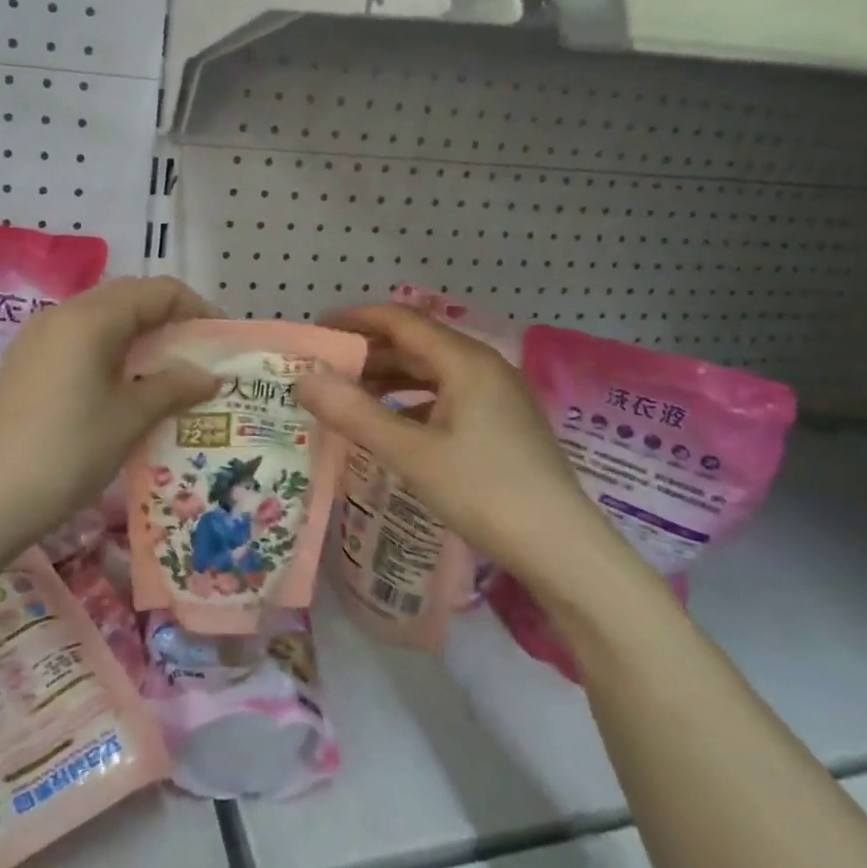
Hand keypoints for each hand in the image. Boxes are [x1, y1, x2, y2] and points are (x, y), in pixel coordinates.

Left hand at [0, 277, 220, 537]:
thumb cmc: (69, 451)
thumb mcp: (130, 418)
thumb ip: (174, 387)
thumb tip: (210, 375)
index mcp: (90, 318)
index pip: (156, 291)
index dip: (195, 308)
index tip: (220, 339)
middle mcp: (61, 314)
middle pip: (127, 297)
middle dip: (167, 318)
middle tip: (195, 354)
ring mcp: (37, 337)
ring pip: (100, 318)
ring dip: (137, 334)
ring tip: (163, 371)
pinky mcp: (24, 362)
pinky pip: (77, 339)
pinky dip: (109, 349)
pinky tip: (120, 385)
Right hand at [296, 305, 624, 591]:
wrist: (562, 548)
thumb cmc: (484, 492)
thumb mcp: (411, 453)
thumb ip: (355, 413)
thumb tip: (305, 380)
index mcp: (465, 361)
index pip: (401, 321)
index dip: (356, 319)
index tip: (317, 330)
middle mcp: (484, 367)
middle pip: (417, 343)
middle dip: (369, 351)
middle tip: (325, 369)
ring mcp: (498, 395)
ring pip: (433, 372)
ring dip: (390, 377)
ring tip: (349, 395)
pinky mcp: (503, 422)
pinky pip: (448, 396)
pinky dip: (413, 401)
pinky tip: (393, 424)